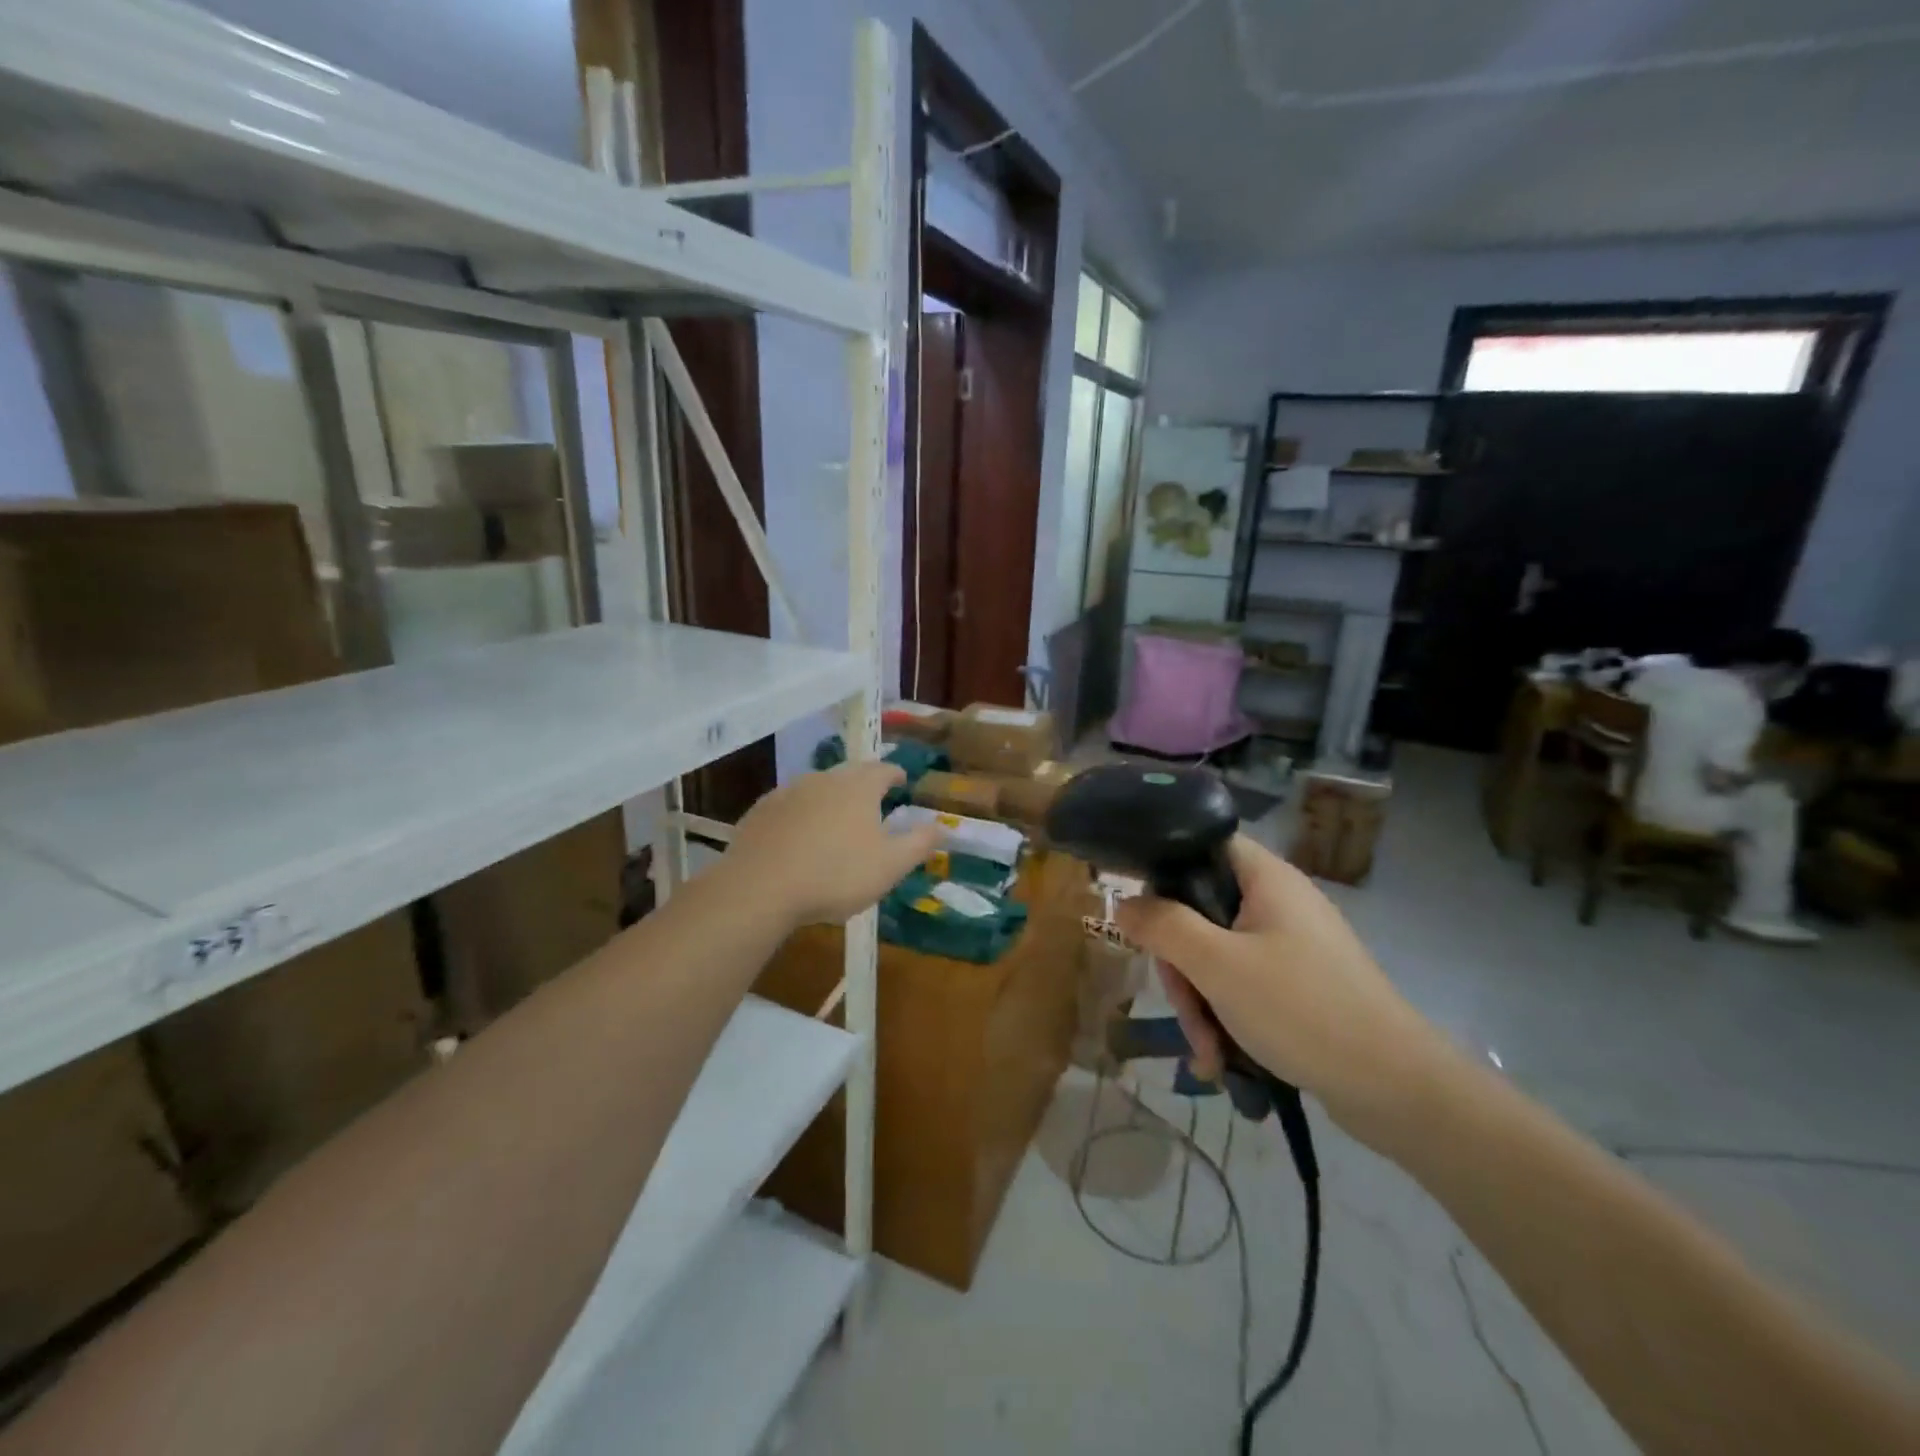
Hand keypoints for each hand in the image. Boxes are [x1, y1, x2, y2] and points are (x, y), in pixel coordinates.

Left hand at [722, 761, 940, 927]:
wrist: (760, 887)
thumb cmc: (836, 874)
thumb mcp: (890, 865)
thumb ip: (919, 843)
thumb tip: (941, 826)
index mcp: (859, 787)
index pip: (884, 770)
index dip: (895, 775)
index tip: (902, 782)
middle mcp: (824, 778)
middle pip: (850, 774)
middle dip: (863, 785)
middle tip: (872, 801)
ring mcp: (788, 791)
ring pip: (817, 788)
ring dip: (830, 799)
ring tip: (836, 822)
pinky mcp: (761, 810)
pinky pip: (790, 806)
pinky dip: (801, 815)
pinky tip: (799, 837)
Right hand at [1113, 835, 1453, 1142]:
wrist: (1397, 1089)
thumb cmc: (1302, 1009)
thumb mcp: (1217, 965)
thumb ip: (1163, 926)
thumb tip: (1122, 901)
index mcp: (1265, 878)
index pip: (1201, 845)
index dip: (1164, 869)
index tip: (1140, 912)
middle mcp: (1277, 902)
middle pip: (1201, 910)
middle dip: (1182, 965)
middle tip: (1184, 1009)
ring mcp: (1289, 944)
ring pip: (1217, 954)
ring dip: (1201, 1002)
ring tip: (1207, 1053)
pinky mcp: (1297, 983)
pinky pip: (1242, 984)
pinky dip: (1226, 1015)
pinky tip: (1221, 1060)